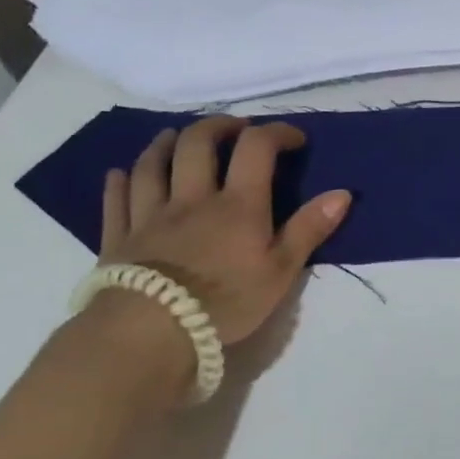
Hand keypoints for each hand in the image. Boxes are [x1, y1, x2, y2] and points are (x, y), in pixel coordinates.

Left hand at [100, 116, 351, 344]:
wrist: (150, 332)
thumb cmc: (225, 303)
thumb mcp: (281, 271)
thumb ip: (310, 229)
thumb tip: (343, 193)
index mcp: (237, 204)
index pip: (256, 148)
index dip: (277, 133)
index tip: (294, 139)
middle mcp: (192, 198)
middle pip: (197, 144)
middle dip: (218, 126)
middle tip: (234, 127)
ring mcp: (150, 215)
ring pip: (153, 164)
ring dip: (165, 143)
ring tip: (175, 136)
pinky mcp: (120, 238)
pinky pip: (117, 200)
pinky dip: (120, 181)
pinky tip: (120, 173)